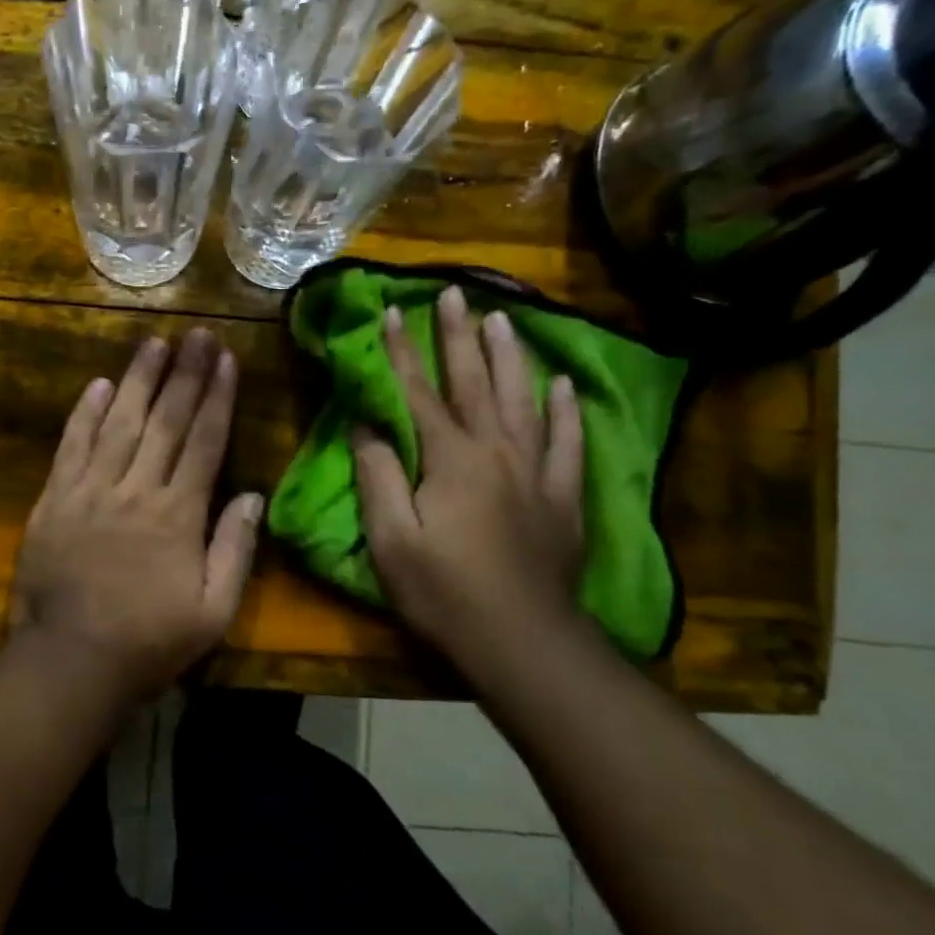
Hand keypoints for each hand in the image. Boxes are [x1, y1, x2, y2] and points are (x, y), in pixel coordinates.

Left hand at [5, 329, 262, 709]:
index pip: (204, 441)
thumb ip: (235, 549)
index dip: (216, 397)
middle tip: (196, 333)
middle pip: (165, 421)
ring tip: (154, 342)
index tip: (225, 358)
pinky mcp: (55, 500)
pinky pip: (72, 446)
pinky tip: (100, 384)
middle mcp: (136, 490)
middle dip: (184, 373)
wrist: (70, 662)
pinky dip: (86, 413)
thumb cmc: (150, 642)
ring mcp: (90, 490)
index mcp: (178, 514)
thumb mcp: (214, 611)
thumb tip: (254, 496)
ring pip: (120, 423)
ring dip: (139, 380)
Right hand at [351, 286, 586, 669]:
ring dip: (511, 357)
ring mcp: (536, 472)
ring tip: (505, 319)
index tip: (393, 310)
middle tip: (456, 292)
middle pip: (475, 383)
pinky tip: (563, 385)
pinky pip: (567, 443)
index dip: (402, 351)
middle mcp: (496, 451)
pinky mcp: (563, 498)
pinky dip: (565, 411)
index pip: (418, 393)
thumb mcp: (391, 538)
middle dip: (460, 336)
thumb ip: (377, 476)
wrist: (522, 643)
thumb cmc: (443, 592)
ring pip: (523, 400)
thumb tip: (367, 426)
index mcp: (450, 459)